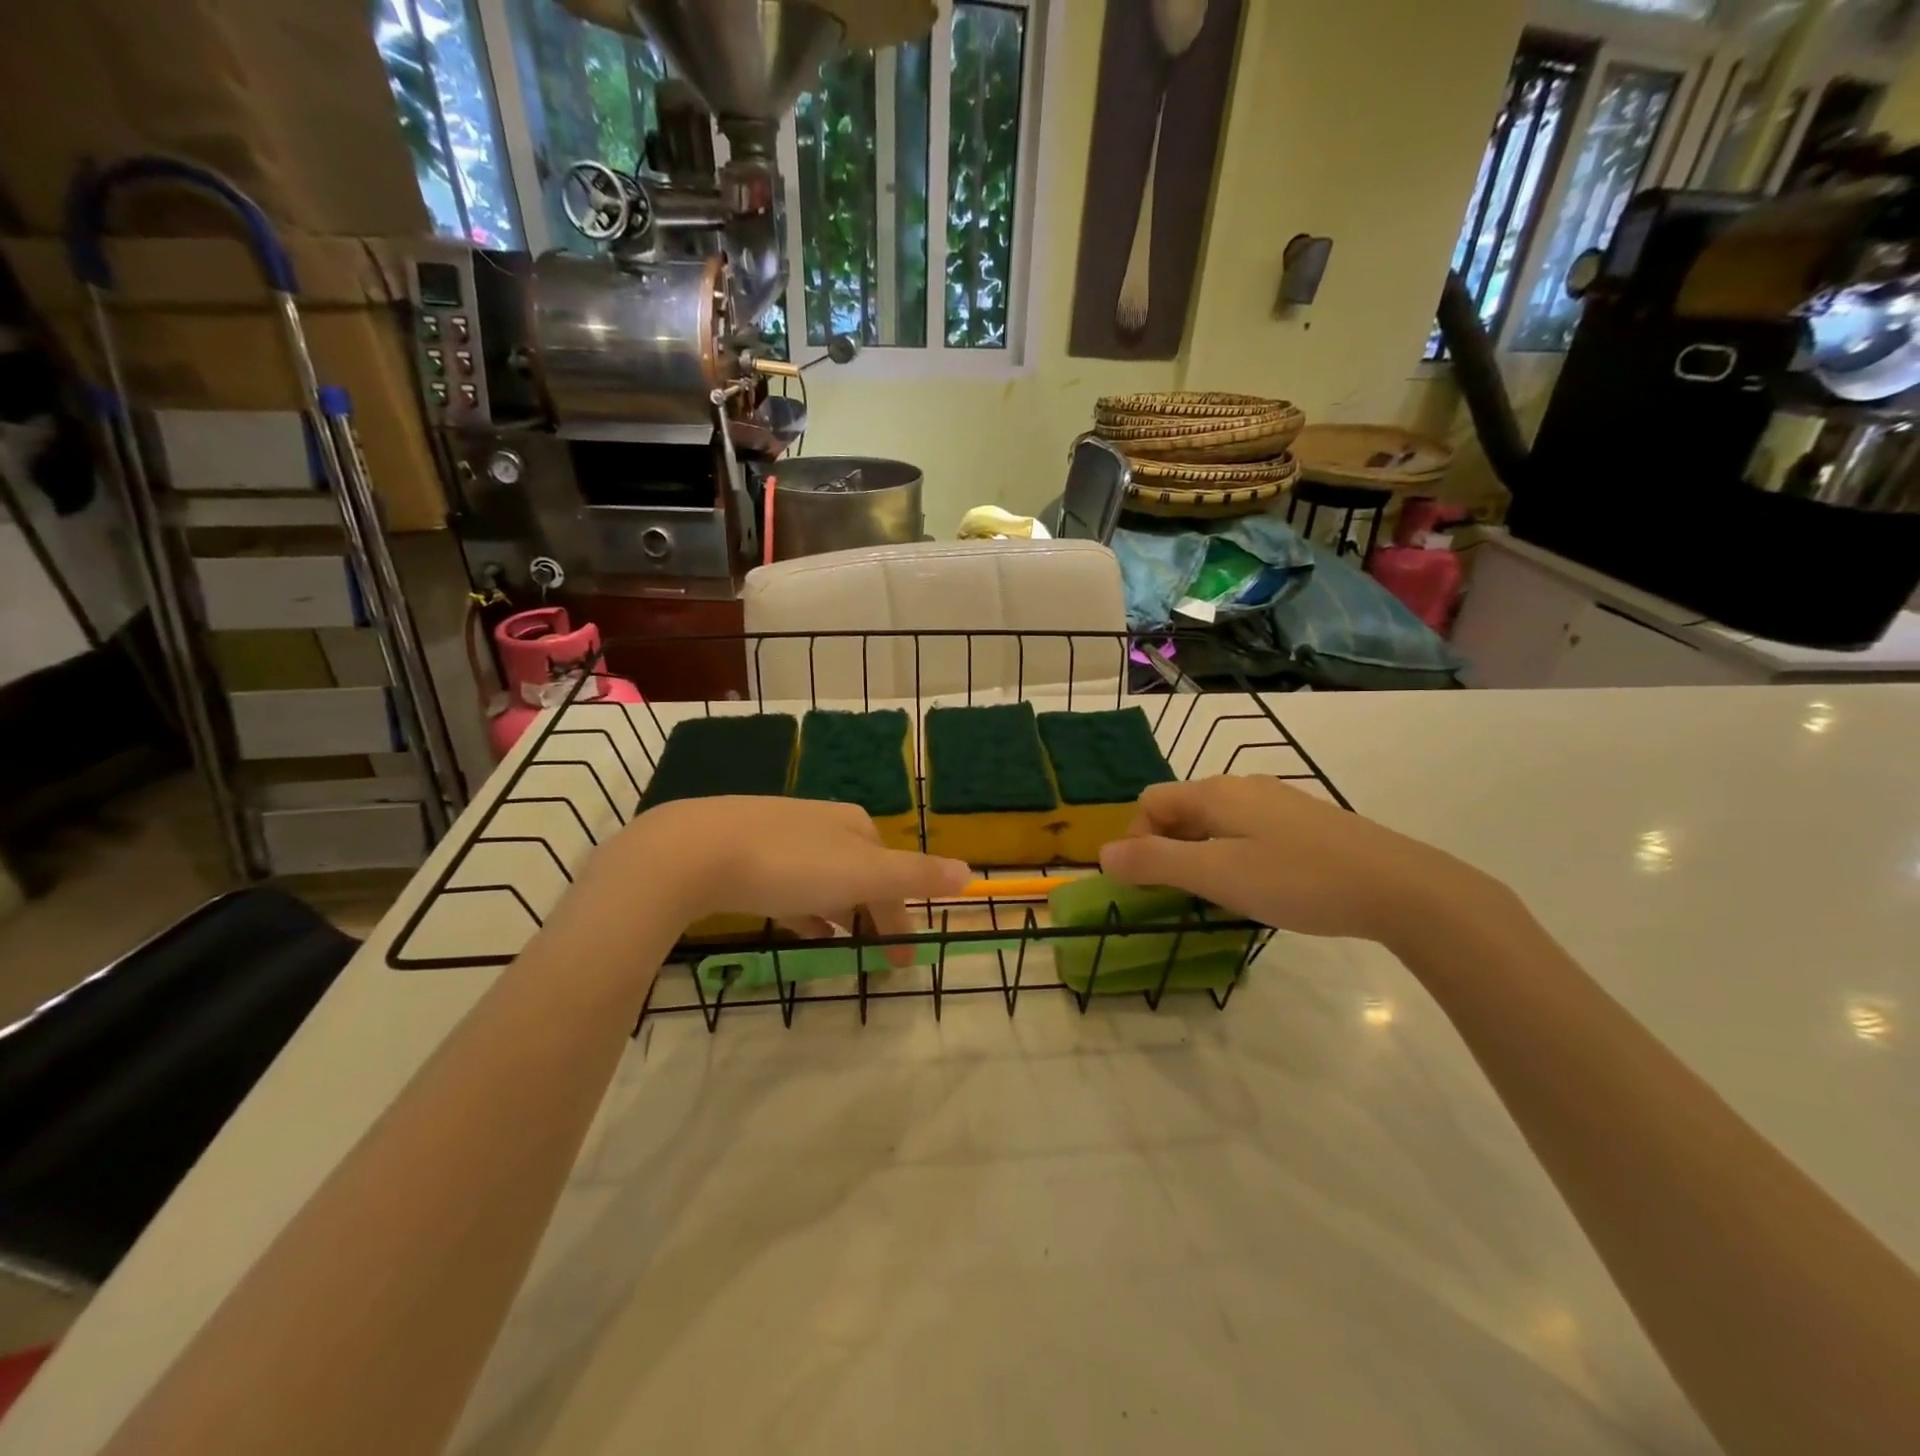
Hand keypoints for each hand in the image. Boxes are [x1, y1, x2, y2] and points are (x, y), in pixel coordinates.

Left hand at [590, 797, 971, 964]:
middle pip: (860, 875)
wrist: (694, 851)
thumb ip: (915, 876)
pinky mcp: (744, 856)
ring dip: (841, 914)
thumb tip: (970, 872)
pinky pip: (788, 888)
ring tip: (845, 948)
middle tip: (881, 960)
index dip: (902, 913)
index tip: (903, 958)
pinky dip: (805, 911)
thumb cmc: (788, 863)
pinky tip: (802, 930)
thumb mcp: (861, 873)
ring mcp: (781, 837)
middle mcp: (821, 824)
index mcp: (854, 825)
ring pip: (824, 882)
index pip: (891, 871)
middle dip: (874, 915)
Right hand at [1098, 776, 1500, 946]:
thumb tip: (1102, 853)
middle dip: (1166, 848)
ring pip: (1214, 821)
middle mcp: (1241, 786)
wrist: (1397, 887)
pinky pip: (1246, 830)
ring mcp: (1276, 801)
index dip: (1136, 839)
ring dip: (1199, 853)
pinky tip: (1260, 884)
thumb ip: (1155, 862)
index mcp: (1214, 793)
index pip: (1150, 802)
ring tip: (1218, 894)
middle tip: (1182, 893)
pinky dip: (1232, 853)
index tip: (1150, 883)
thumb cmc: (1296, 879)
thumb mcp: (1216, 874)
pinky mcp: (1303, 821)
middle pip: (1180, 808)